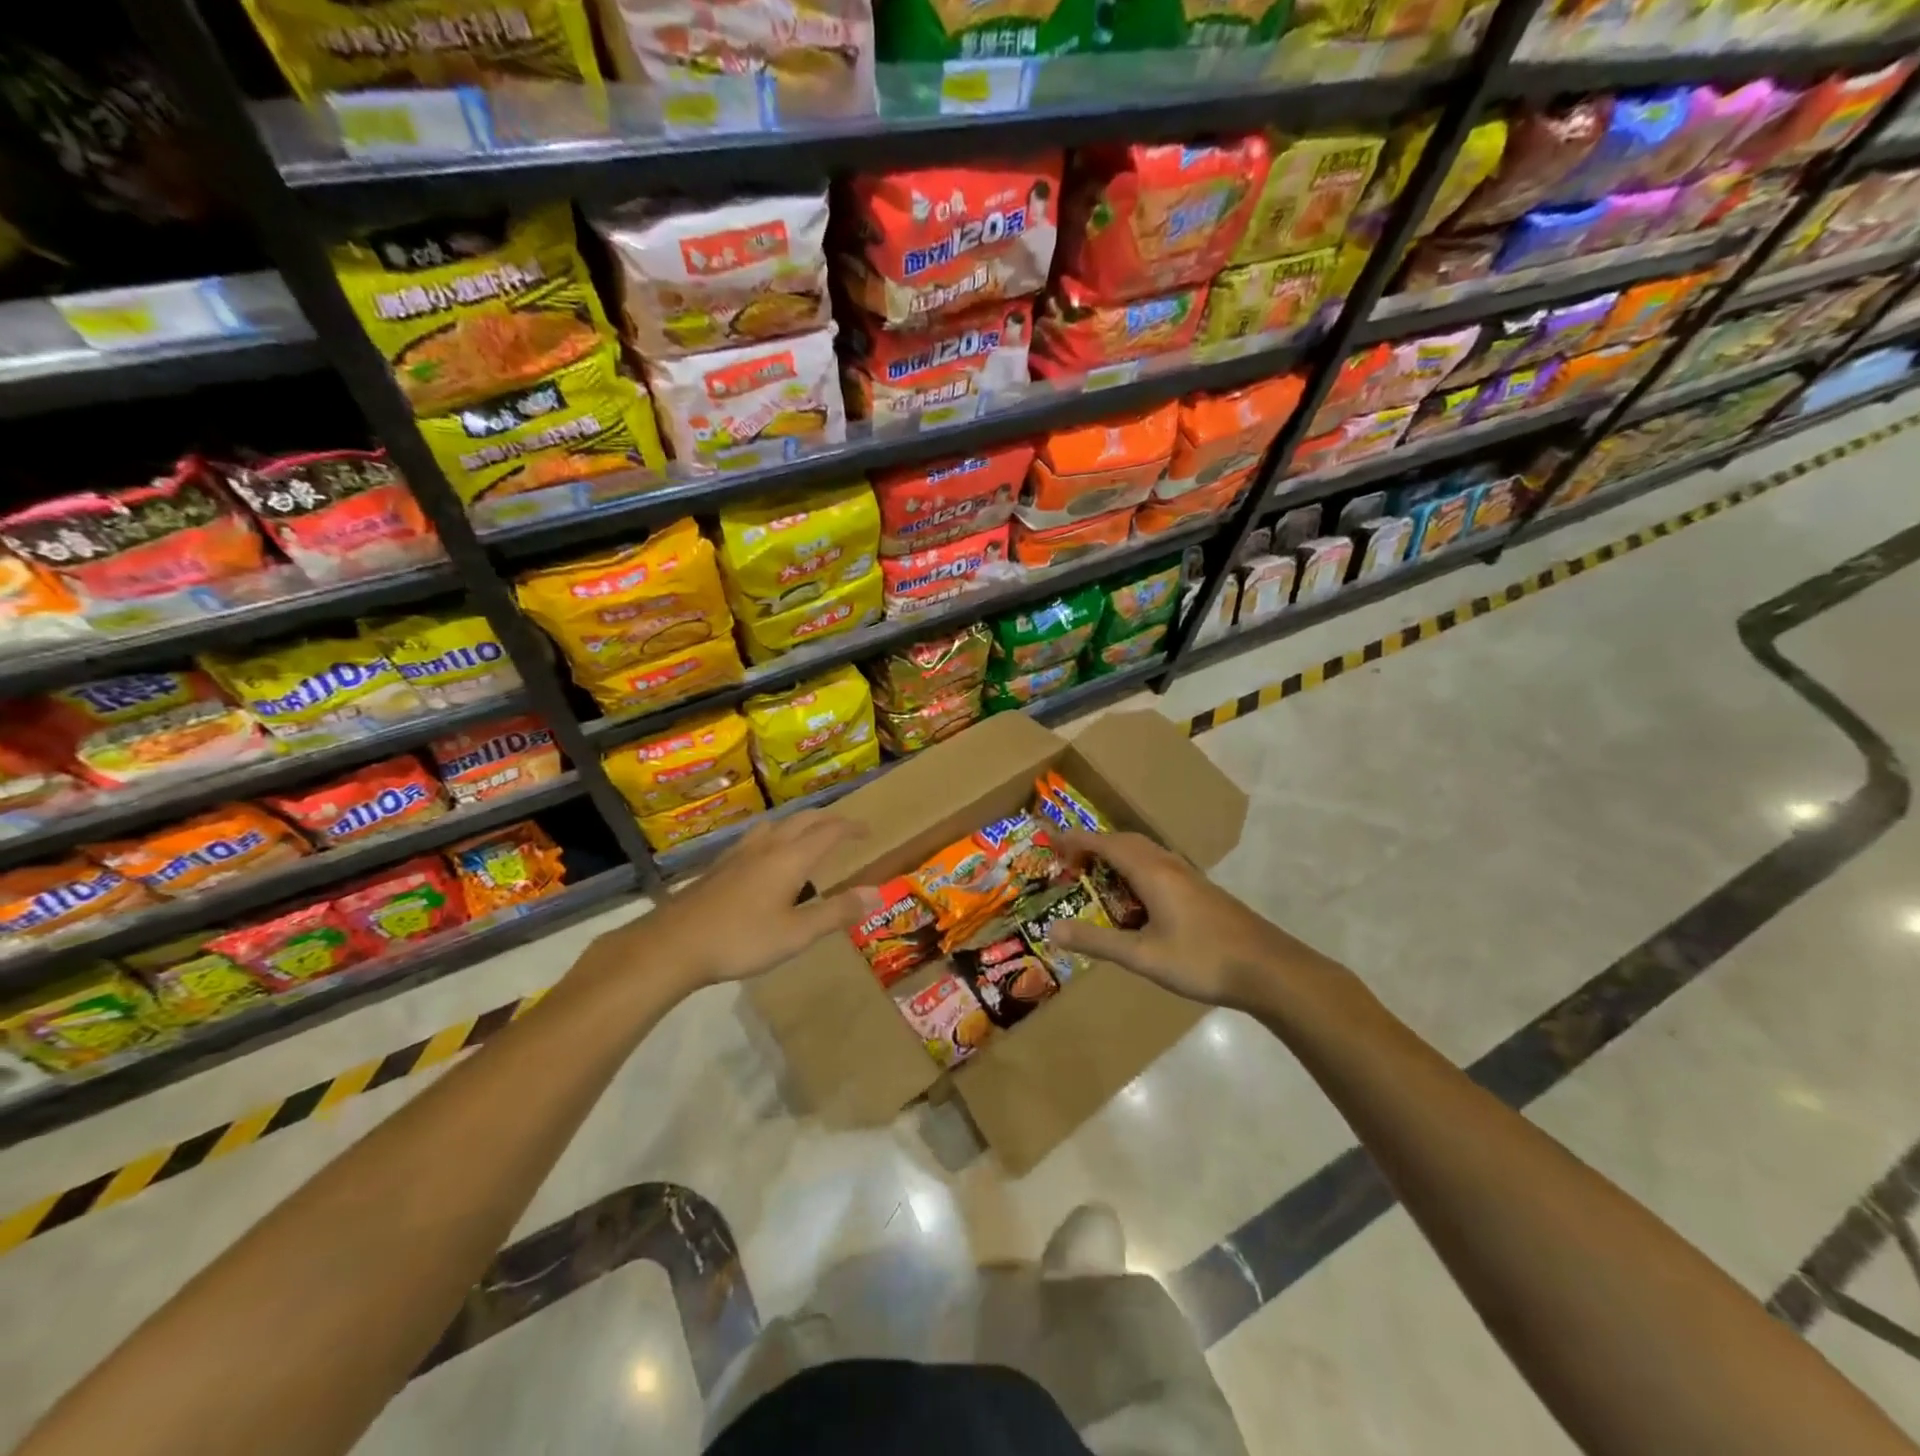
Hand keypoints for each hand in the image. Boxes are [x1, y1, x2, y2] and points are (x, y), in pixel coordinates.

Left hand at [580, 812, 883, 993]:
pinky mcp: (720, 866)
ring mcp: (739, 854)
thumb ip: (837, 912)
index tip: (868, 831)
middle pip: (803, 820)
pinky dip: (775, 835)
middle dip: (827, 819)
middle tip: (845, 828)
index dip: (851, 828)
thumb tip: (877, 892)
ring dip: (798, 823)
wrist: (673, 944)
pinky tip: (765, 854)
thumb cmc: (741, 939)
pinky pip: (756, 837)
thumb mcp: (796, 934)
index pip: (829, 831)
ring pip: (776, 824)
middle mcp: (767, 847)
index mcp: (790, 858)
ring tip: (807, 834)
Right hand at [1047, 828, 1322, 1010]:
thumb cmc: (1202, 960)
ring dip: (1118, 855)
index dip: (1077, 840)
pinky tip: (1137, 899)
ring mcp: (1189, 877)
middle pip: (1126, 841)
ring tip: (1098, 876)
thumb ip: (1097, 942)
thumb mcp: (1143, 956)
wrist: (1269, 969)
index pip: (1106, 843)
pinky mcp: (1202, 891)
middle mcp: (1169, 865)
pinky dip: (1136, 869)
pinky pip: (1159, 866)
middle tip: (1071, 862)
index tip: (1052, 843)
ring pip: (1146, 852)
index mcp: (1152, 872)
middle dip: (1096, 845)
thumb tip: (1052, 929)